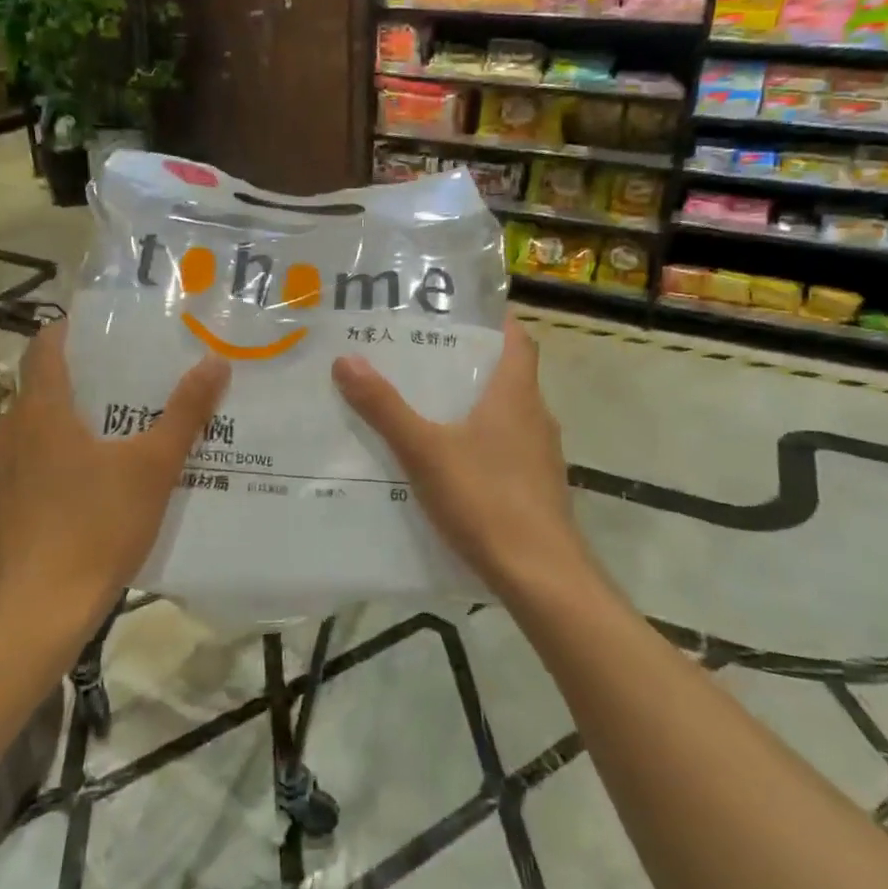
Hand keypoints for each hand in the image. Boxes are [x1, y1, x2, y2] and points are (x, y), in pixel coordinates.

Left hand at [0, 321, 227, 630]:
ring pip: (20, 441)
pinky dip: (32, 480)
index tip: (96, 335)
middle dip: (72, 392)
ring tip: (93, 456)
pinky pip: (7, 482)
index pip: (44, 348)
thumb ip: (185, 413)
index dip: (67, 333)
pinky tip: (61, 509)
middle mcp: (3, 435)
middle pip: (35, 395)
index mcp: (41, 412)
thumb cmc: (97, 527)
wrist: (34, 616)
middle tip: (115, 402)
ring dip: (50, 438)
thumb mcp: (154, 468)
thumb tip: (215, 361)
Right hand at [332, 314, 591, 599]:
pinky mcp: (538, 489)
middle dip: (469, 365)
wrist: (540, 575)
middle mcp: (536, 417)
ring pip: (507, 416)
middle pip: (508, 376)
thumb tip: (346, 360)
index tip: (459, 313)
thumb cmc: (486, 499)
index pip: (517, 339)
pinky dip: (482, 446)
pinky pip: (508, 451)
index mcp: (516, 395)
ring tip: (427, 408)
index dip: (494, 321)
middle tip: (422, 358)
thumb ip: (386, 409)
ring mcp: (541, 456)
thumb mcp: (425, 451)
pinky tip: (449, 465)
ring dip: (474, 407)